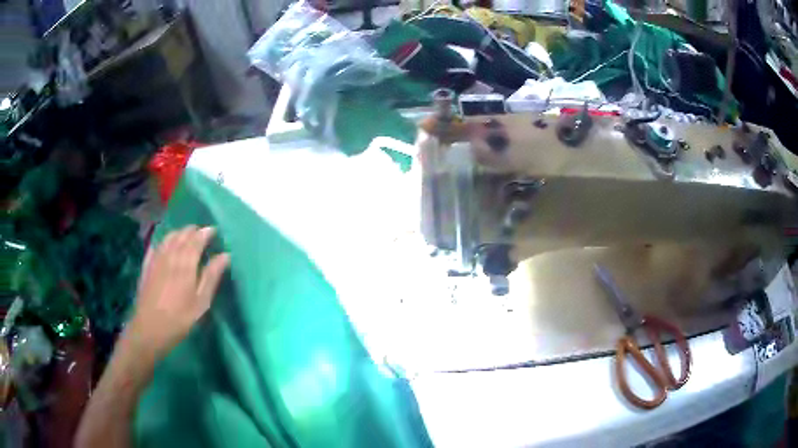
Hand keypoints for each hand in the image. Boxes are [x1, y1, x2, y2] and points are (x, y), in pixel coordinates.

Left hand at [125, 226, 229, 361]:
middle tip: (201, 233)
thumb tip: (225, 255)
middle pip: (181, 235)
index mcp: (186, 263)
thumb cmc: (180, 318)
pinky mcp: (146, 266)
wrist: (149, 329)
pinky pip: (155, 246)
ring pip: (168, 238)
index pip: (197, 239)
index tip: (214, 230)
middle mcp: (170, 255)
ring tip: (185, 235)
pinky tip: (164, 245)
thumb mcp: (201, 302)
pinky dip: (163, 241)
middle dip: (192, 231)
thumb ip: (211, 277)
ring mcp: (156, 259)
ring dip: (178, 233)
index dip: (206, 233)